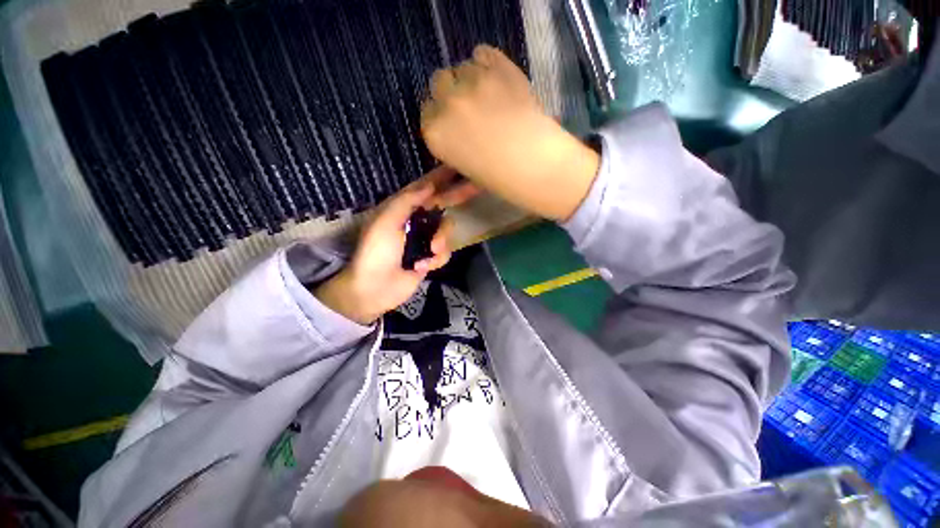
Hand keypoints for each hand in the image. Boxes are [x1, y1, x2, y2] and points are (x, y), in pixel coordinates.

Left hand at [314, 167, 475, 324]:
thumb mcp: (385, 222)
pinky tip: (422, 267)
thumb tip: (429, 184)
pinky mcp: (430, 258)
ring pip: (446, 231)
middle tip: (477, 186)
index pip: (425, 188)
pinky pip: (444, 252)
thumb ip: (407, 201)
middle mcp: (416, 221)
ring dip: (441, 240)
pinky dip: (436, 259)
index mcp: (403, 209)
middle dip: (457, 197)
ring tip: (429, 252)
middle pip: (442, 205)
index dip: (441, 176)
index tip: (459, 165)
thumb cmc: (375, 253)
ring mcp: (424, 240)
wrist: (375, 289)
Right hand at [420, 45, 599, 220]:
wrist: (535, 164)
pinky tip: (498, 79)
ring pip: (462, 67)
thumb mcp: (468, 174)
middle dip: (450, 92)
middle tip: (469, 105)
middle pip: (439, 82)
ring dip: (471, 78)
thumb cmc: (500, 178)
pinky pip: (483, 53)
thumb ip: (450, 162)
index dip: (441, 114)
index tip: (454, 121)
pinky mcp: (497, 68)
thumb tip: (439, 173)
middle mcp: (447, 104)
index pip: (427, 111)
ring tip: (489, 95)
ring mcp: (471, 82)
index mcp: (435, 134)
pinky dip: (487, 63)